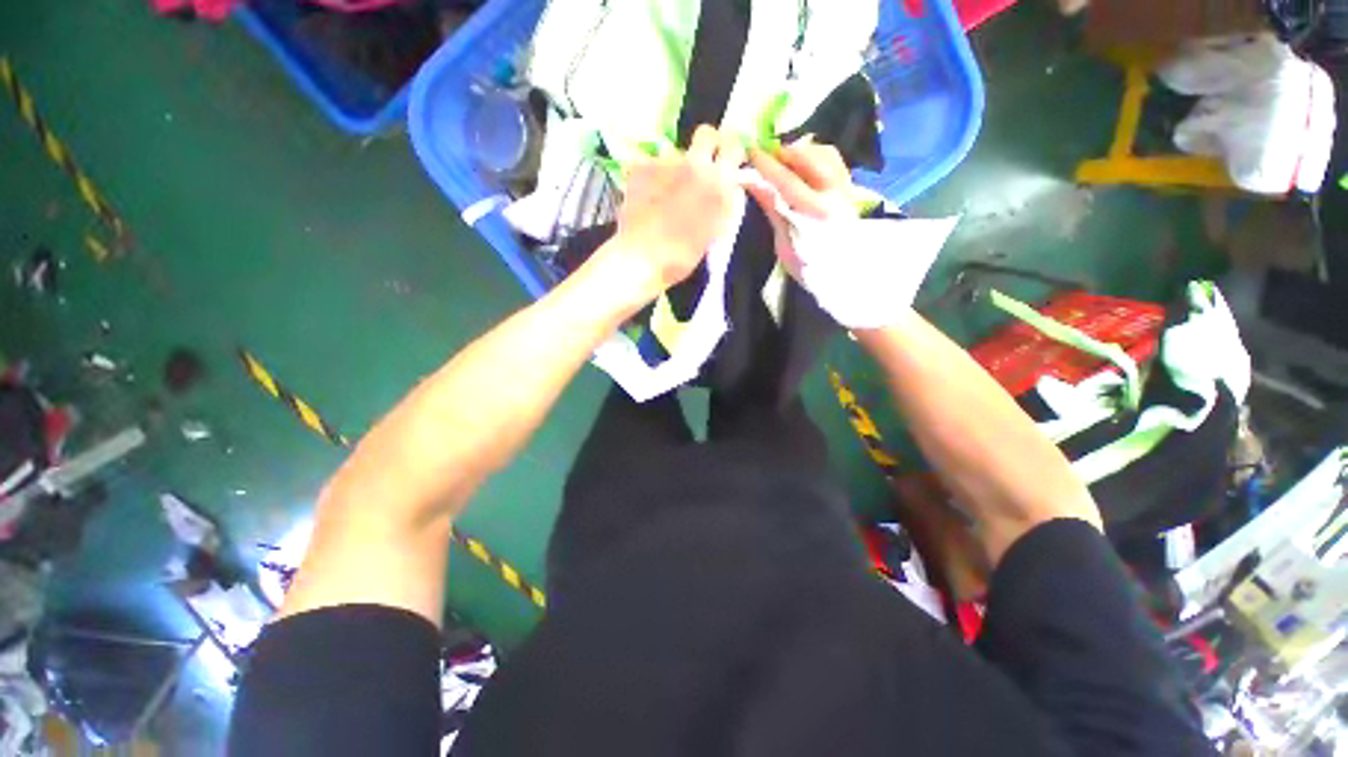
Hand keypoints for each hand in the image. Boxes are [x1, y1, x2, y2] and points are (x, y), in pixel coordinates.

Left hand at [598, 126, 745, 302]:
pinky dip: (648, 176)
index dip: (730, 151)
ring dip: (674, 166)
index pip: (733, 146)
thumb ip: (722, 204)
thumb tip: (726, 187)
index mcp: (719, 184)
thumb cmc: (682, 256)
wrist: (643, 259)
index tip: (726, 161)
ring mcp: (666, 162)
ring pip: (674, 152)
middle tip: (700, 166)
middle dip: (706, 144)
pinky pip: (649, 163)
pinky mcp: (641, 166)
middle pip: (706, 133)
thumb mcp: (714, 232)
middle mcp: (696, 164)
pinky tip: (644, 197)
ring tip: (664, 193)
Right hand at [746, 138, 861, 276]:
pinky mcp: (850, 189)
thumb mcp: (784, 242)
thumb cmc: (807, 264)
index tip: (752, 152)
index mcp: (815, 212)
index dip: (768, 166)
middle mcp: (835, 194)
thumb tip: (752, 182)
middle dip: (788, 152)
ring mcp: (846, 189)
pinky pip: (835, 161)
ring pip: (827, 155)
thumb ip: (773, 209)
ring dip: (804, 151)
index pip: (788, 181)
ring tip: (786, 158)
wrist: (841, 274)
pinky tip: (804, 164)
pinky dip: (818, 156)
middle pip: (812, 158)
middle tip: (769, 155)